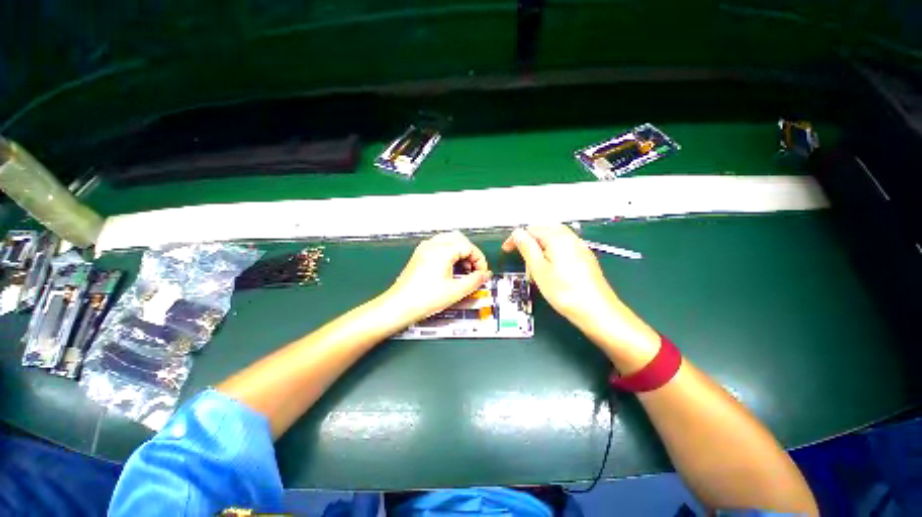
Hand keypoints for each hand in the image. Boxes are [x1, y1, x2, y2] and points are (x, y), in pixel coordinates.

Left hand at [384, 231, 491, 322]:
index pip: (469, 247)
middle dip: (471, 253)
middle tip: (474, 270)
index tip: (482, 273)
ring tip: (464, 270)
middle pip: (460, 239)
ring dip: (461, 252)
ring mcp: (425, 248)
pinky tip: (451, 268)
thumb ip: (475, 281)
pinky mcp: (420, 254)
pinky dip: (450, 252)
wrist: (400, 305)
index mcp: (442, 250)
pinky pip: (440, 245)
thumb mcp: (456, 291)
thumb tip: (485, 275)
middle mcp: (432, 244)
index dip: (479, 260)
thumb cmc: (424, 298)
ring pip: (450, 240)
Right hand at [502, 225, 621, 329]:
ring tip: (535, 265)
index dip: (516, 238)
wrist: (597, 311)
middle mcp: (571, 238)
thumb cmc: (564, 292)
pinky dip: (552, 251)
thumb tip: (517, 233)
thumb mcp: (539, 270)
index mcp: (558, 238)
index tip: (506, 250)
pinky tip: (552, 268)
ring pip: (555, 238)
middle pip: (544, 230)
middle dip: (530, 240)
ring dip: (541, 246)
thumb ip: (527, 248)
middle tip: (521, 256)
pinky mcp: (585, 257)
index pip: (531, 230)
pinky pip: (564, 246)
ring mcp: (580, 247)